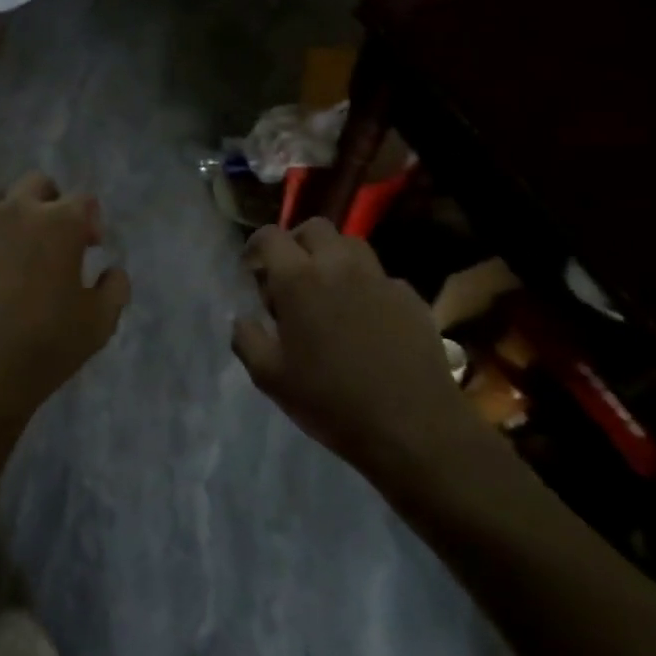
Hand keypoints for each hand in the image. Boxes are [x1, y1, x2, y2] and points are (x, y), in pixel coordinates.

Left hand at [0, 172, 129, 430]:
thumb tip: (112, 269)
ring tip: (6, 248)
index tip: (89, 247)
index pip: (84, 201)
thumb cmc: (44, 349)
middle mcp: (14, 210)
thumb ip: (115, 287)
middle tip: (50, 238)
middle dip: (49, 202)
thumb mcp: (99, 325)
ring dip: (5, 214)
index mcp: (59, 223)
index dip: (90, 221)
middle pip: (36, 183)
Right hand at [233, 219, 485, 482]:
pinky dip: (364, 284)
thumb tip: (243, 318)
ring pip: (351, 244)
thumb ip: (247, 339)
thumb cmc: (331, 401)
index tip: (251, 267)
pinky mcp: (409, 296)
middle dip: (296, 243)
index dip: (255, 246)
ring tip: (327, 288)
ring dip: (332, 256)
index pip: (270, 236)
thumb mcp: (271, 378)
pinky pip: (379, 276)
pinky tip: (364, 317)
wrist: (412, 426)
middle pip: (314, 228)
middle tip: (289, 274)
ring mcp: (378, 278)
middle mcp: (338, 265)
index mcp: (298, 279)